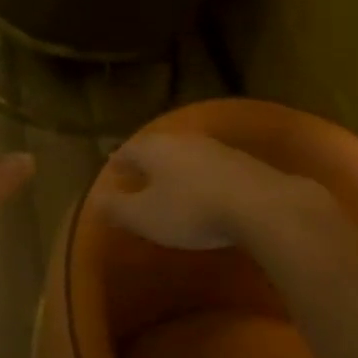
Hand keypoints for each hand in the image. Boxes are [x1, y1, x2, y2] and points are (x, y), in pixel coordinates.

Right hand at [94, 133, 322, 250]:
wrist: (260, 205)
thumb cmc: (191, 211)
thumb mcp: (144, 216)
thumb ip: (118, 207)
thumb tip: (96, 199)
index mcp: (155, 149)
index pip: (129, 149)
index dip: (119, 160)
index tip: (112, 167)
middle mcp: (183, 141)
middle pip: (158, 147)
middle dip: (147, 160)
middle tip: (138, 171)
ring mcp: (216, 148)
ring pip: (186, 154)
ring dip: (175, 166)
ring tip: (169, 181)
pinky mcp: (243, 163)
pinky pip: (211, 166)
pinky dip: (200, 176)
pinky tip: (204, 190)